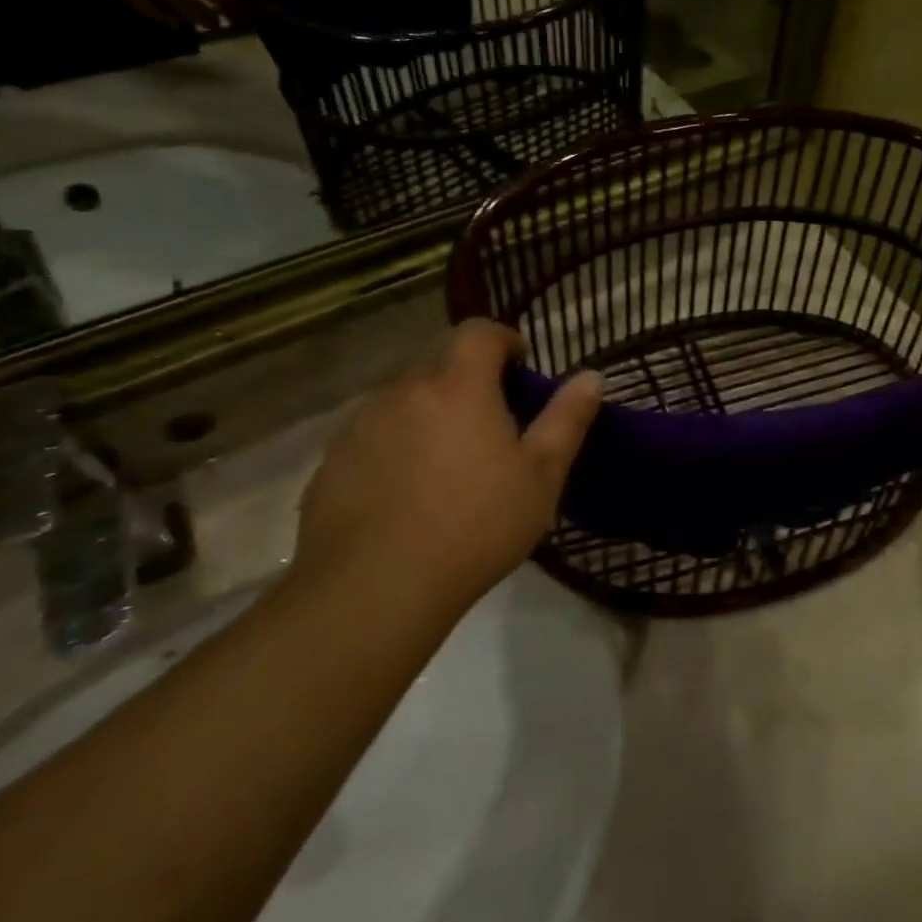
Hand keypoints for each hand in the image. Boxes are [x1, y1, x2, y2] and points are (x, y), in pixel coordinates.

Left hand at [296, 320, 602, 609]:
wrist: (374, 589)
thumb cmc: (475, 525)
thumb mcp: (541, 475)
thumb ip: (567, 419)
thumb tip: (590, 377)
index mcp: (458, 386)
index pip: (478, 332)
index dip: (504, 340)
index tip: (521, 367)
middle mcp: (403, 391)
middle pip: (440, 368)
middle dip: (469, 386)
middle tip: (491, 432)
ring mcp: (359, 425)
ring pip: (404, 403)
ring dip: (430, 417)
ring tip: (447, 469)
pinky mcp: (331, 462)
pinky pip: (373, 438)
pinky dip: (395, 450)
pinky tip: (406, 498)